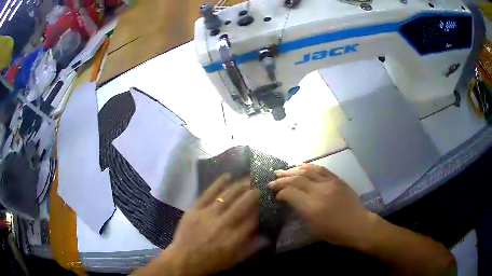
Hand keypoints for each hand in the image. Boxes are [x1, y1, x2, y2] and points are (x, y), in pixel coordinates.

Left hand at [165, 174, 261, 275]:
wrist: (183, 260)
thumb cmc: (211, 261)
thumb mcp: (235, 259)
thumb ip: (252, 247)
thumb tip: (267, 235)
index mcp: (235, 237)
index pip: (253, 218)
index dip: (262, 207)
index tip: (267, 200)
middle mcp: (223, 223)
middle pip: (243, 204)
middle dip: (254, 192)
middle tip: (261, 184)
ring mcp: (207, 214)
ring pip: (227, 196)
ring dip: (240, 185)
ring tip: (249, 178)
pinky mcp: (195, 209)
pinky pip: (208, 193)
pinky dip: (218, 183)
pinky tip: (227, 176)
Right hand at [269, 164, 373, 248]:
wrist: (357, 224)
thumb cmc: (334, 232)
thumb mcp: (313, 228)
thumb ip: (301, 212)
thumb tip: (291, 201)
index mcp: (311, 208)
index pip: (290, 194)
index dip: (280, 192)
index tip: (275, 194)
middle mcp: (319, 192)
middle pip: (296, 180)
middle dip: (282, 180)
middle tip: (272, 180)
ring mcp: (329, 183)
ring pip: (307, 172)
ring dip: (292, 171)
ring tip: (282, 171)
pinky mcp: (337, 180)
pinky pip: (321, 169)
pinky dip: (309, 167)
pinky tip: (301, 166)